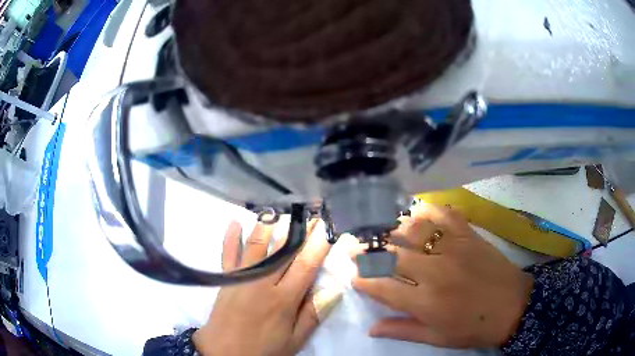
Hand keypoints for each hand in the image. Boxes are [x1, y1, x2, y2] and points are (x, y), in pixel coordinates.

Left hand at [194, 219, 339, 355]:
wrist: (223, 352)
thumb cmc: (263, 349)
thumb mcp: (294, 340)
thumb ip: (313, 315)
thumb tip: (335, 289)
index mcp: (284, 299)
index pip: (306, 265)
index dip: (319, 244)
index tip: (328, 227)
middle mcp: (263, 282)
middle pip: (284, 250)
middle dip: (300, 230)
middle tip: (312, 213)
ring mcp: (242, 277)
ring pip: (256, 245)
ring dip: (269, 226)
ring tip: (280, 211)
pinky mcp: (226, 278)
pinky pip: (227, 253)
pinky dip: (230, 237)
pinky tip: (234, 221)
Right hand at [350, 203, 533, 348]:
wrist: (513, 306)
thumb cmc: (474, 328)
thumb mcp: (437, 337)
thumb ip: (402, 330)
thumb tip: (370, 328)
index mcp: (426, 302)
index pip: (382, 287)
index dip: (363, 281)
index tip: (354, 276)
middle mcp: (435, 272)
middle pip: (392, 255)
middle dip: (368, 251)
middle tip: (356, 247)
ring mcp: (453, 249)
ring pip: (414, 230)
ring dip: (393, 229)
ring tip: (381, 229)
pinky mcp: (469, 235)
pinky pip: (444, 214)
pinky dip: (428, 210)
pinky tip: (417, 213)